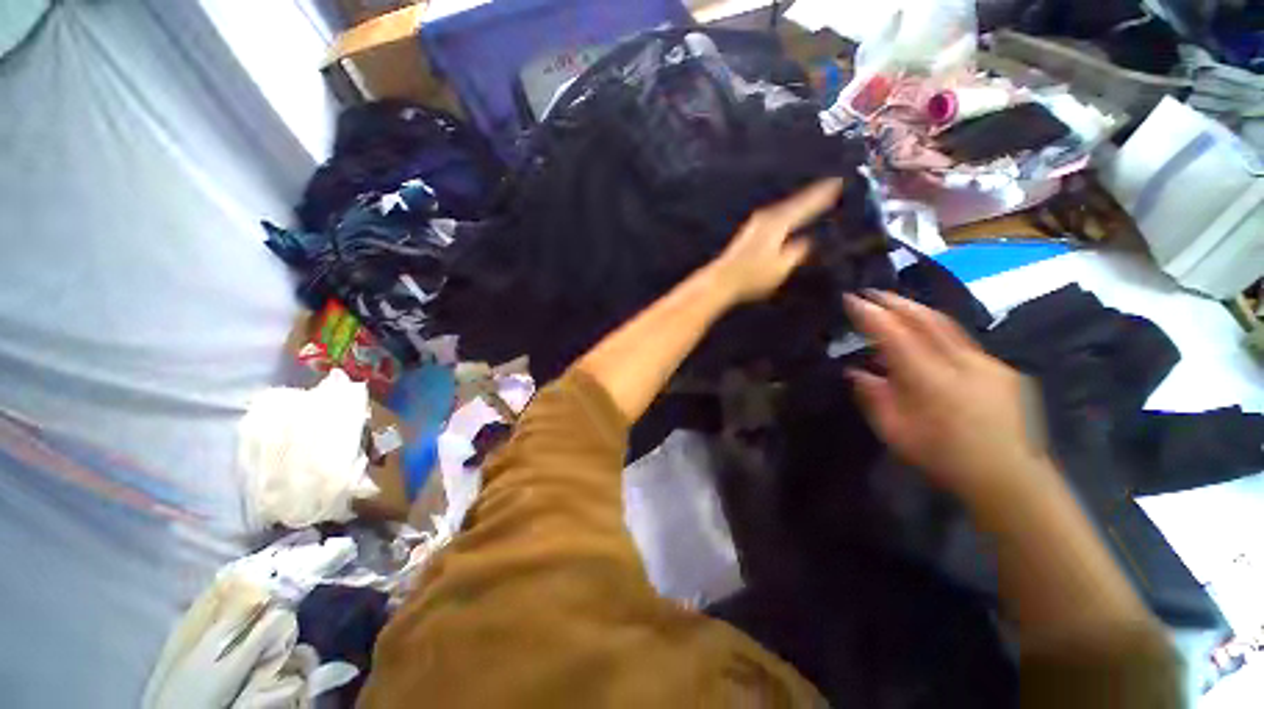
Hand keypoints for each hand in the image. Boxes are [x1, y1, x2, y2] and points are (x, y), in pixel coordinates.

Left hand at [707, 179, 843, 302]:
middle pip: (793, 203)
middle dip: (812, 195)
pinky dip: (787, 213)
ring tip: (814, 198)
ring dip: (799, 204)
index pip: (805, 205)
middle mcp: (766, 218)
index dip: (822, 195)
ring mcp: (755, 224)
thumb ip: (797, 252)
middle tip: (831, 185)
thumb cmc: (752, 276)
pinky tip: (789, 217)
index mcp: (777, 223)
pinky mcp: (749, 233)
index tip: (838, 182)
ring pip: (784, 209)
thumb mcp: (781, 267)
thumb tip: (807, 241)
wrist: (721, 280)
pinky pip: (776, 216)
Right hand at [844, 291, 1050, 504]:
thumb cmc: (944, 458)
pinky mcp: (1001, 370)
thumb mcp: (895, 433)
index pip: (894, 335)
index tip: (850, 299)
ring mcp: (985, 363)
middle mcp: (961, 362)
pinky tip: (927, 336)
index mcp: (930, 379)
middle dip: (895, 302)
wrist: (1011, 479)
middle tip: (872, 292)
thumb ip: (873, 398)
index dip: (870, 315)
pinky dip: (937, 329)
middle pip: (925, 319)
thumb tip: (855, 372)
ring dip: (917, 310)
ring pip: (947, 325)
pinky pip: (961, 340)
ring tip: (895, 304)